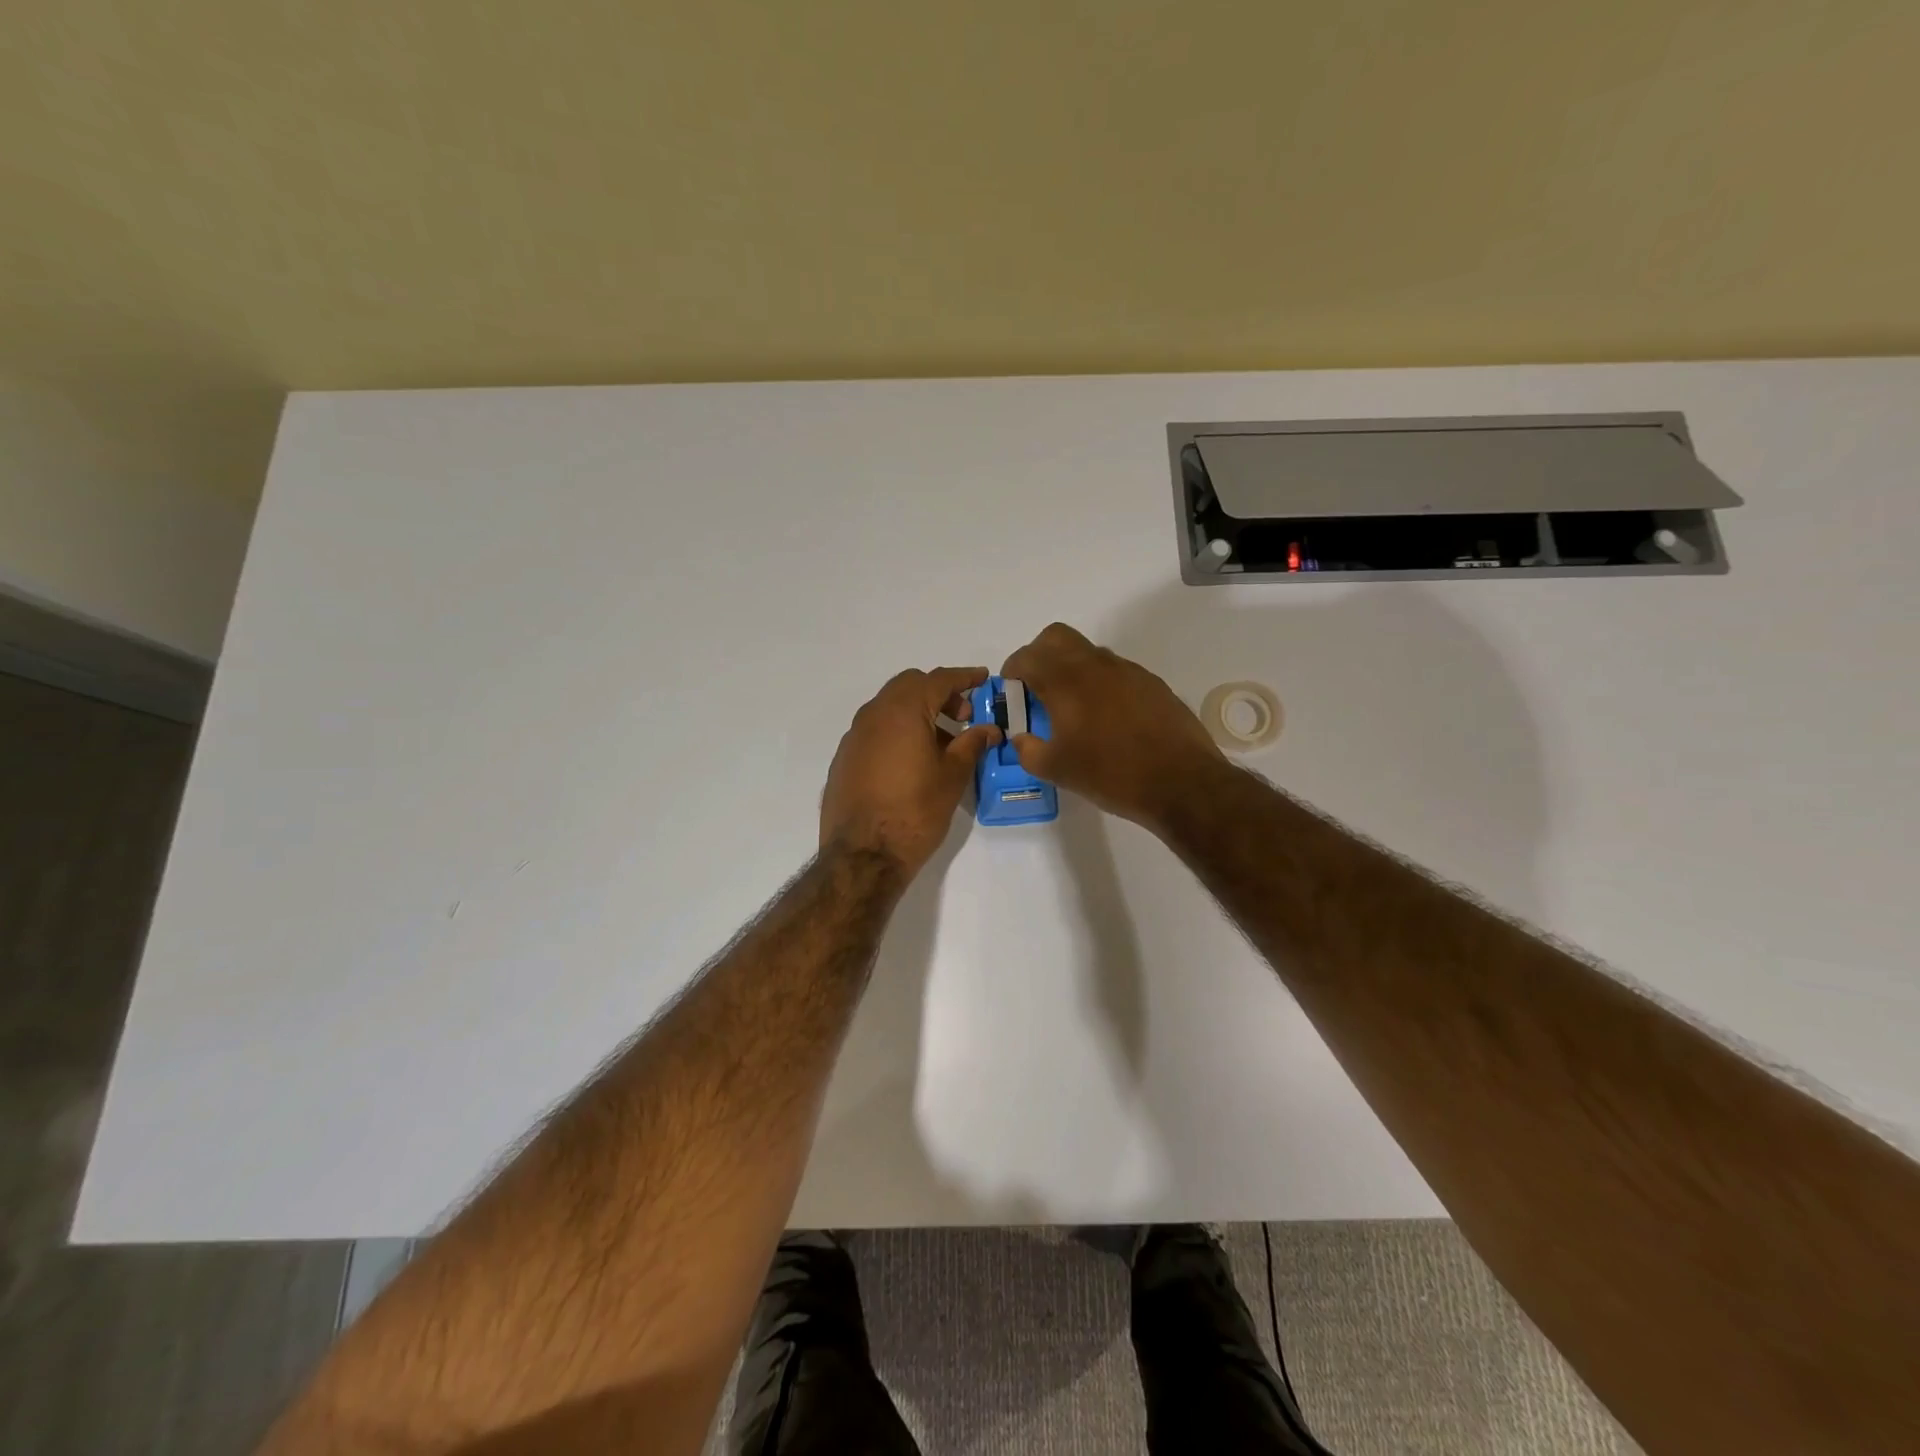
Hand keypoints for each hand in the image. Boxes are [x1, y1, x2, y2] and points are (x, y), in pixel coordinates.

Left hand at [820, 667, 1001, 877]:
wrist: (863, 856)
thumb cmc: (915, 812)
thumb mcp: (952, 776)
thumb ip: (972, 744)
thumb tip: (989, 729)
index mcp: (903, 711)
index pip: (939, 679)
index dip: (964, 677)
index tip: (982, 679)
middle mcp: (873, 714)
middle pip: (910, 686)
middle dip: (939, 693)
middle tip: (963, 715)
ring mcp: (854, 736)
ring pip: (889, 707)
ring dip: (917, 712)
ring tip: (942, 741)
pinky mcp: (844, 758)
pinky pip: (875, 730)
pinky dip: (897, 731)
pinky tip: (912, 761)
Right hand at [1002, 623, 1223, 827]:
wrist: (1182, 782)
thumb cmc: (1111, 774)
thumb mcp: (1057, 770)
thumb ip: (1029, 750)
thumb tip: (1021, 739)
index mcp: (1066, 681)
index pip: (1028, 656)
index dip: (1012, 671)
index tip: (1011, 691)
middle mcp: (1096, 665)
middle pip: (1057, 637)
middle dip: (1039, 656)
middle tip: (1036, 688)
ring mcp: (1128, 671)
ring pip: (1088, 653)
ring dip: (1071, 669)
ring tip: (1072, 709)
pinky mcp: (1152, 684)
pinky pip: (1115, 671)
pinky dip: (1100, 684)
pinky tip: (1107, 719)